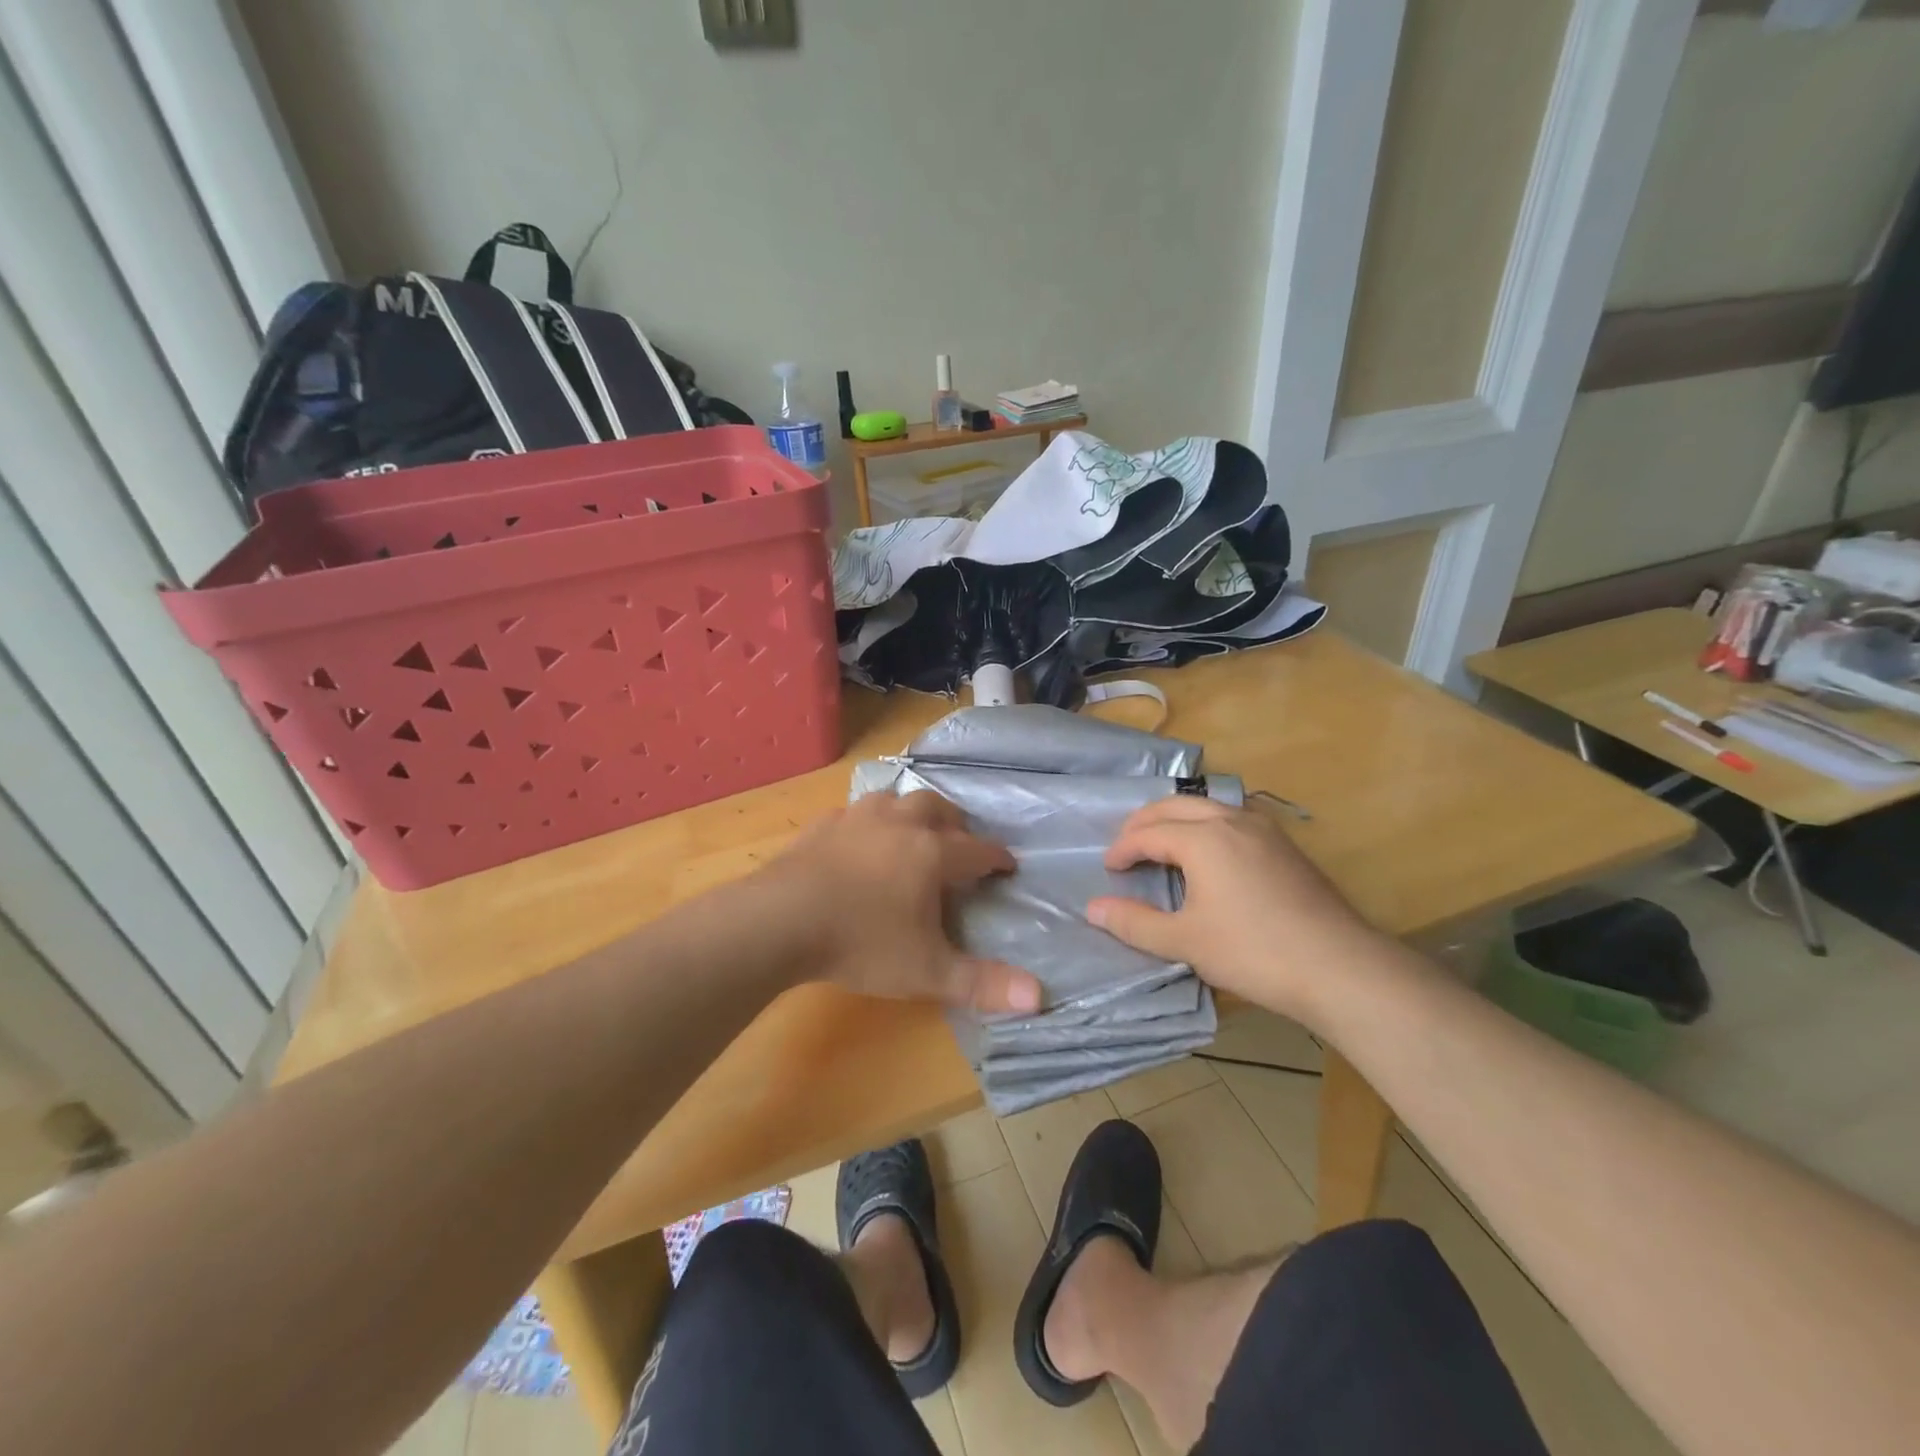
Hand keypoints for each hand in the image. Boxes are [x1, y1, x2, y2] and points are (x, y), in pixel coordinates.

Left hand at [767, 791, 1041, 1014]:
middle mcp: (899, 825)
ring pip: (894, 800)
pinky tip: (858, 839)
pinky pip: (854, 812)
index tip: (1008, 865)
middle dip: (955, 823)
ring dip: (911, 812)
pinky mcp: (822, 826)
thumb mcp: (926, 971)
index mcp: (932, 853)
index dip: (997, 857)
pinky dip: (868, 822)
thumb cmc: (862, 943)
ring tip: (912, 831)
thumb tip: (1039, 997)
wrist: (780, 921)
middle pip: (937, 809)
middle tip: (960, 842)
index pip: (978, 849)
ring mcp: (857, 820)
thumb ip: (982, 983)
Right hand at [1087, 797, 1386, 1024]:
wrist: (1340, 967)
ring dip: (1177, 819)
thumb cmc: (1253, 952)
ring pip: (1208, 806)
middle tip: (1126, 846)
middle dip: (1144, 822)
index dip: (1123, 848)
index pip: (1148, 833)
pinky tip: (1210, 856)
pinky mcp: (1286, 846)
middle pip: (1175, 805)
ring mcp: (1264, 829)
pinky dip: (1206, 826)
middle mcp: (1231, 820)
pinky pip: (1232, 819)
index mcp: (1203, 838)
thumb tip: (1093, 908)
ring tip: (1162, 844)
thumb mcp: (1185, 941)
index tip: (1109, 869)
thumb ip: (1135, 923)